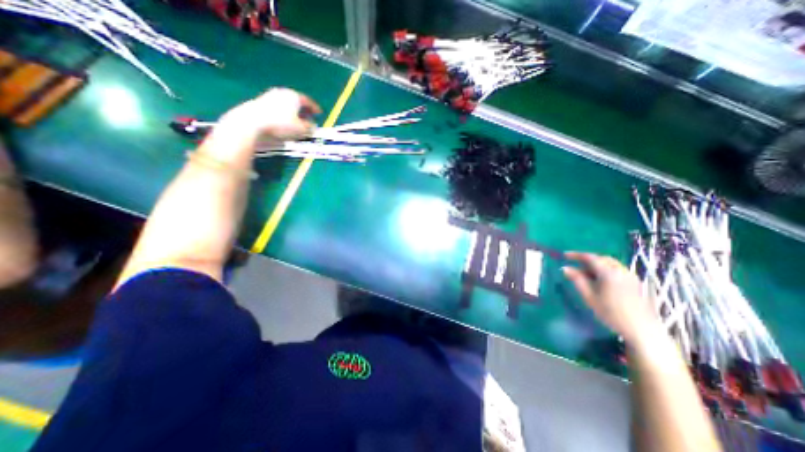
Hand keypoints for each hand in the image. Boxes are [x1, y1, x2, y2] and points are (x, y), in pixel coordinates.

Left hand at [200, 88, 321, 163]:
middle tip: (309, 117)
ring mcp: (270, 96)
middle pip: (296, 101)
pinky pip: (278, 108)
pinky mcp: (260, 103)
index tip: (320, 113)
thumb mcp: (301, 129)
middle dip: (304, 110)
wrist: (253, 121)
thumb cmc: (282, 124)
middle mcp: (283, 93)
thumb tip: (312, 126)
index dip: (315, 108)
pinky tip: (284, 122)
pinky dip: (284, 113)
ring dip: (293, 112)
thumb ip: (309, 127)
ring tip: (297, 121)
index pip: (308, 101)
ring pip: (286, 104)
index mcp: (294, 96)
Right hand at [561, 255, 656, 341]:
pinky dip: (605, 269)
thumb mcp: (589, 296)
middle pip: (601, 258)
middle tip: (574, 264)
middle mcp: (620, 270)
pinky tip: (600, 279)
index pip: (589, 257)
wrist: (642, 330)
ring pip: (610, 263)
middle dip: (586, 259)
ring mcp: (630, 276)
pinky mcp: (635, 282)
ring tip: (585, 273)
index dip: (575, 255)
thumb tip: (565, 268)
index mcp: (608, 272)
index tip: (564, 255)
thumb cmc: (611, 313)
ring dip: (596, 264)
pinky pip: (617, 269)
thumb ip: (577, 280)